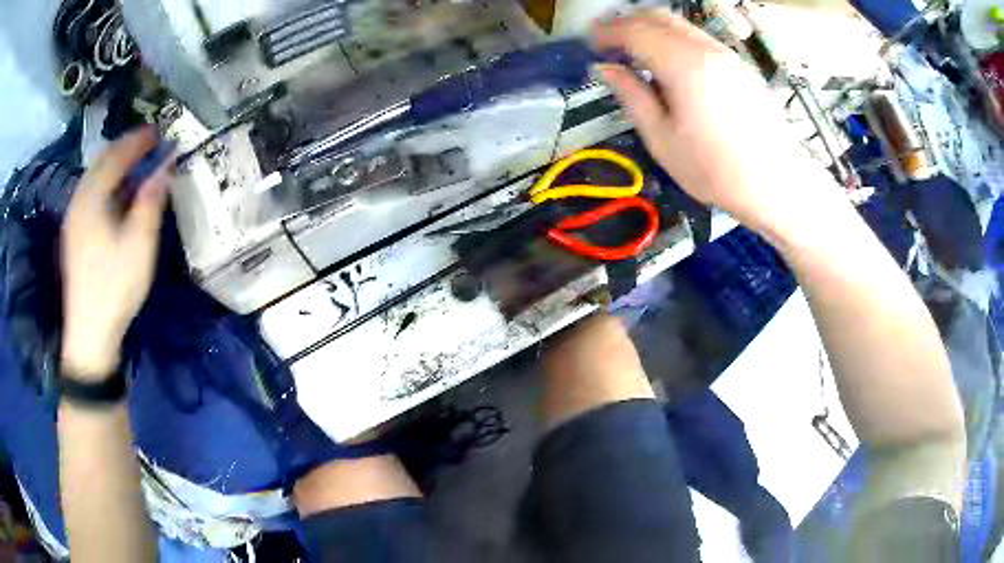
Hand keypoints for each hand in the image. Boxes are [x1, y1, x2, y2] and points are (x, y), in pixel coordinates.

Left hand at [60, 127, 171, 378]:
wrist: (88, 333)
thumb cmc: (114, 287)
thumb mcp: (139, 245)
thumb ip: (150, 201)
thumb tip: (164, 168)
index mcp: (93, 197)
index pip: (117, 155)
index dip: (139, 140)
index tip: (160, 132)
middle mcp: (79, 200)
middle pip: (102, 160)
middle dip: (126, 147)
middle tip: (149, 145)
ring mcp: (73, 218)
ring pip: (94, 176)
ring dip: (115, 164)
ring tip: (136, 165)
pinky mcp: (73, 234)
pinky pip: (90, 193)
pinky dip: (106, 183)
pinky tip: (117, 194)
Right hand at [592, 10, 842, 239]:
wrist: (779, 185)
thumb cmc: (718, 172)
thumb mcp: (663, 140)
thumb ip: (632, 96)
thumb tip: (606, 69)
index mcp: (684, 65)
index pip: (635, 31)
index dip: (607, 32)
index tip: (590, 43)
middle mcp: (707, 49)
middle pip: (659, 16)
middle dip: (628, 23)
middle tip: (609, 43)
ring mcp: (728, 55)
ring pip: (681, 25)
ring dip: (652, 30)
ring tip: (637, 55)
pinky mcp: (741, 67)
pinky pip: (700, 40)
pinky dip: (675, 41)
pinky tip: (671, 67)